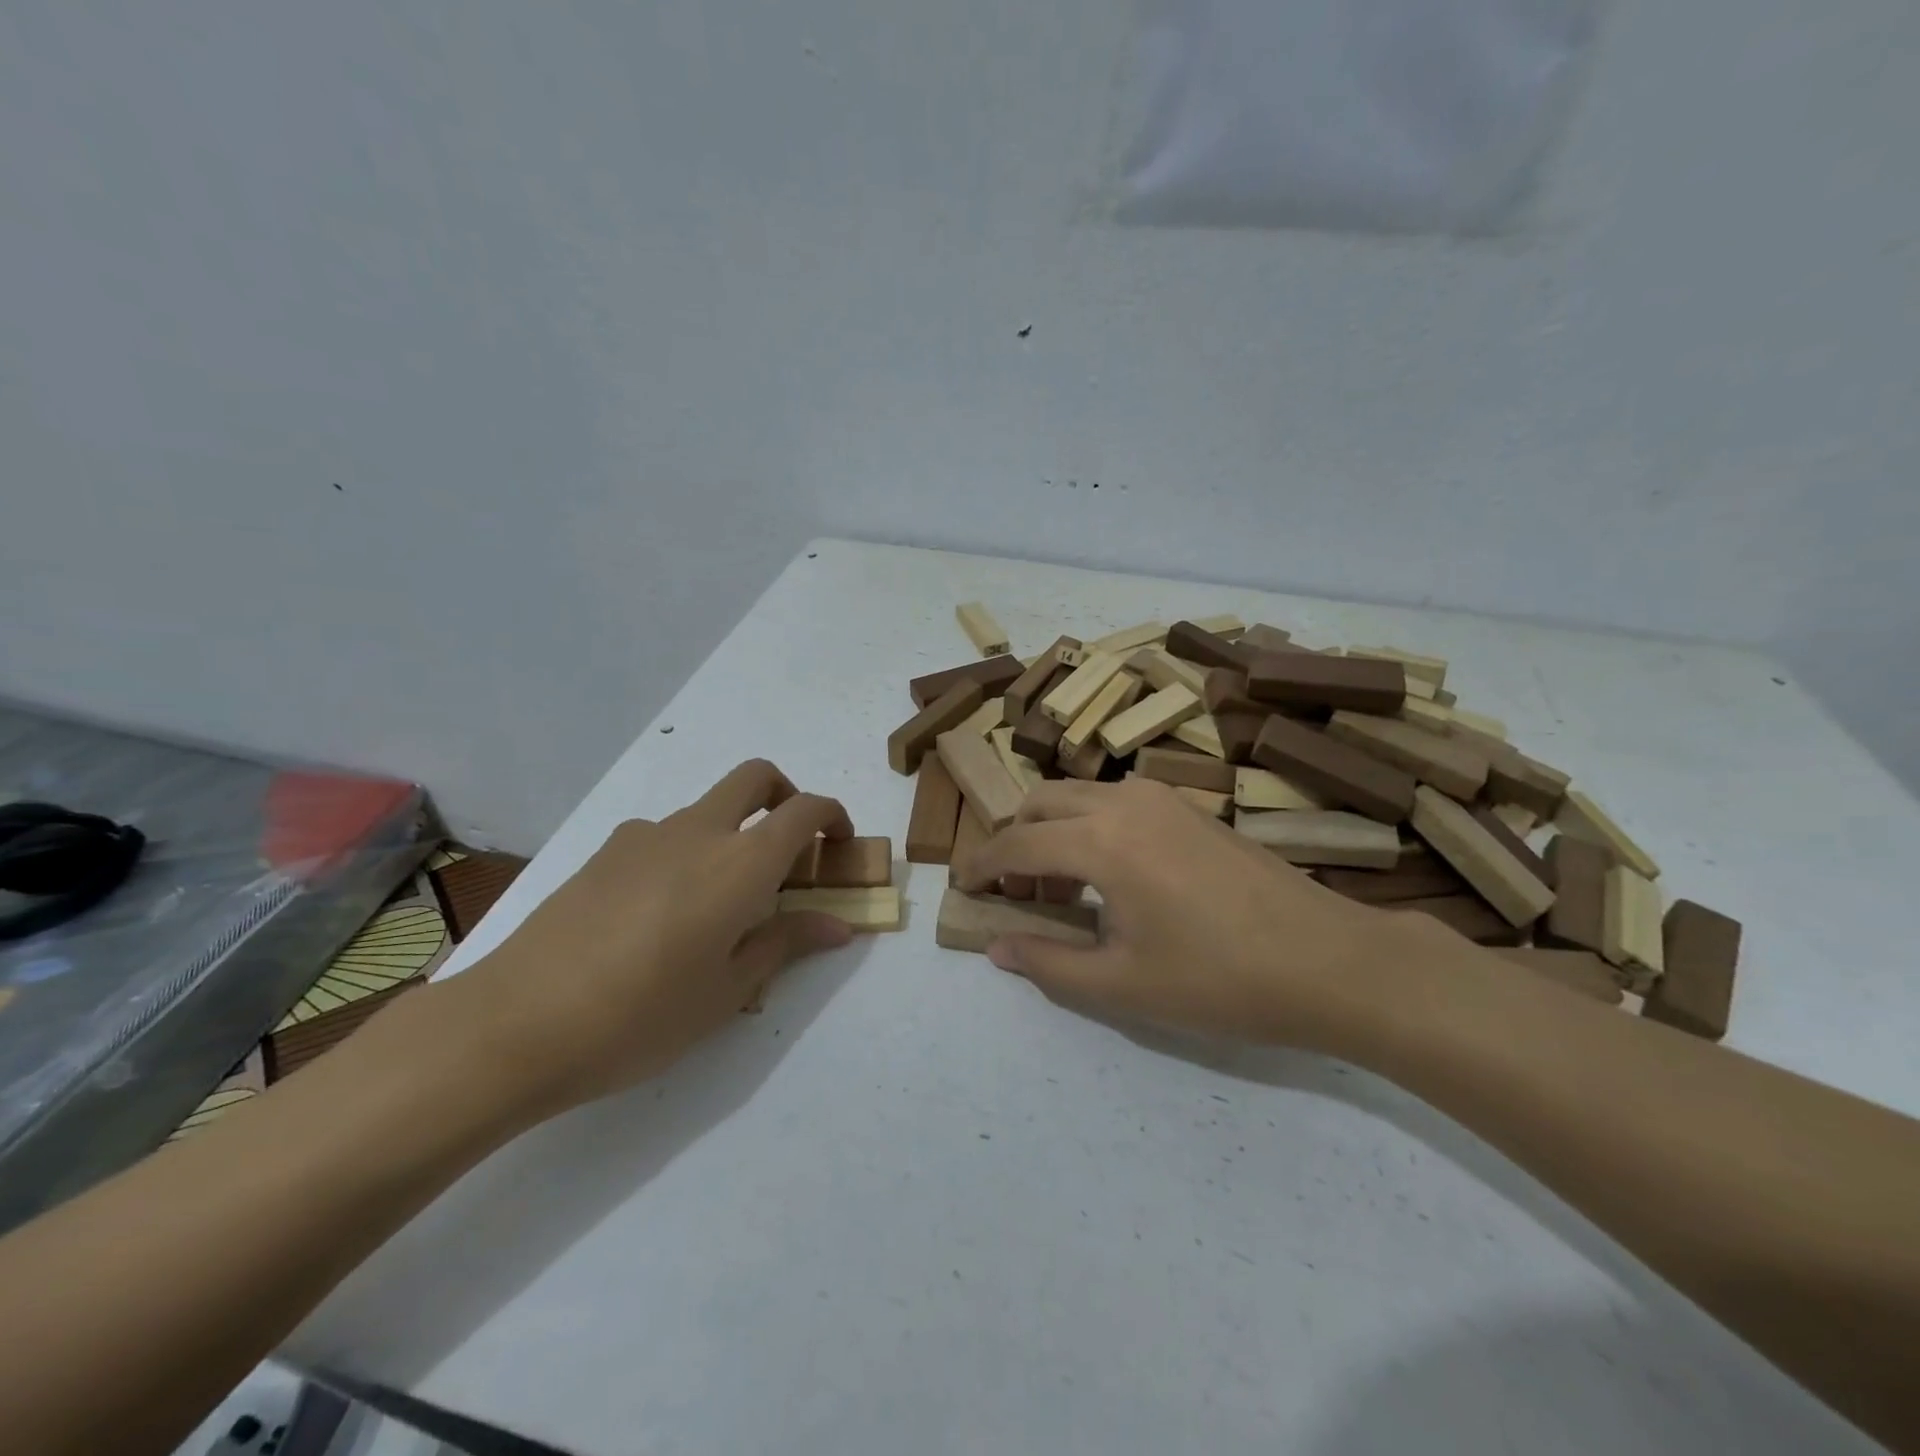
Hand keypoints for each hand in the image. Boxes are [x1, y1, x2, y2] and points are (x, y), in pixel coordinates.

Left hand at [453, 760, 854, 1112]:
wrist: (518, 1023)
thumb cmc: (643, 1015)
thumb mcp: (728, 990)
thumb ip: (787, 943)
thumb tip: (837, 925)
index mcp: (740, 862)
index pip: (804, 810)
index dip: (832, 817)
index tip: (839, 846)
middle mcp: (697, 832)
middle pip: (756, 778)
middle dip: (785, 796)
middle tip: (790, 848)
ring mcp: (644, 836)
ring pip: (706, 809)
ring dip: (731, 833)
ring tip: (717, 906)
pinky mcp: (604, 853)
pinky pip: (662, 835)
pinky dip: (684, 852)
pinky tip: (660, 914)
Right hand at [953, 777, 1401, 1053]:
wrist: (1331, 961)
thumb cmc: (1221, 980)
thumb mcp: (1123, 985)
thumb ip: (1049, 963)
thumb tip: (997, 948)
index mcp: (1101, 841)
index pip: (1017, 845)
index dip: (982, 868)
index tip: (962, 889)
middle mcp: (1124, 803)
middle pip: (1040, 803)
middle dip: (1014, 842)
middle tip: (1013, 895)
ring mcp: (1162, 800)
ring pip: (1078, 796)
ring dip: (1051, 830)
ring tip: (1059, 890)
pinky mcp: (1189, 809)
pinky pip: (1114, 802)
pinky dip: (1088, 826)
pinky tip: (1108, 877)